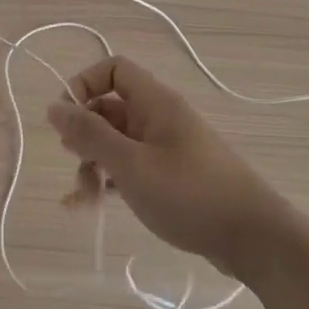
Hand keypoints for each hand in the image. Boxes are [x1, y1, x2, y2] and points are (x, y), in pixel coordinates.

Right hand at [46, 57, 295, 274]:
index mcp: (155, 102)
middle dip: (85, 134)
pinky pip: (131, 166)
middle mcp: (160, 117)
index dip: (84, 85)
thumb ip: (90, 134)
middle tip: (74, 161)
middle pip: (109, 108)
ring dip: (94, 163)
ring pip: (117, 141)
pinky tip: (93, 207)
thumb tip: (54, 106)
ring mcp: (167, 147)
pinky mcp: (172, 176)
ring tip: (83, 199)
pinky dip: (110, 181)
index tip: (66, 118)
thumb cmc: (190, 194)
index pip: (113, 69)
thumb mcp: (131, 165)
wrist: (254, 239)